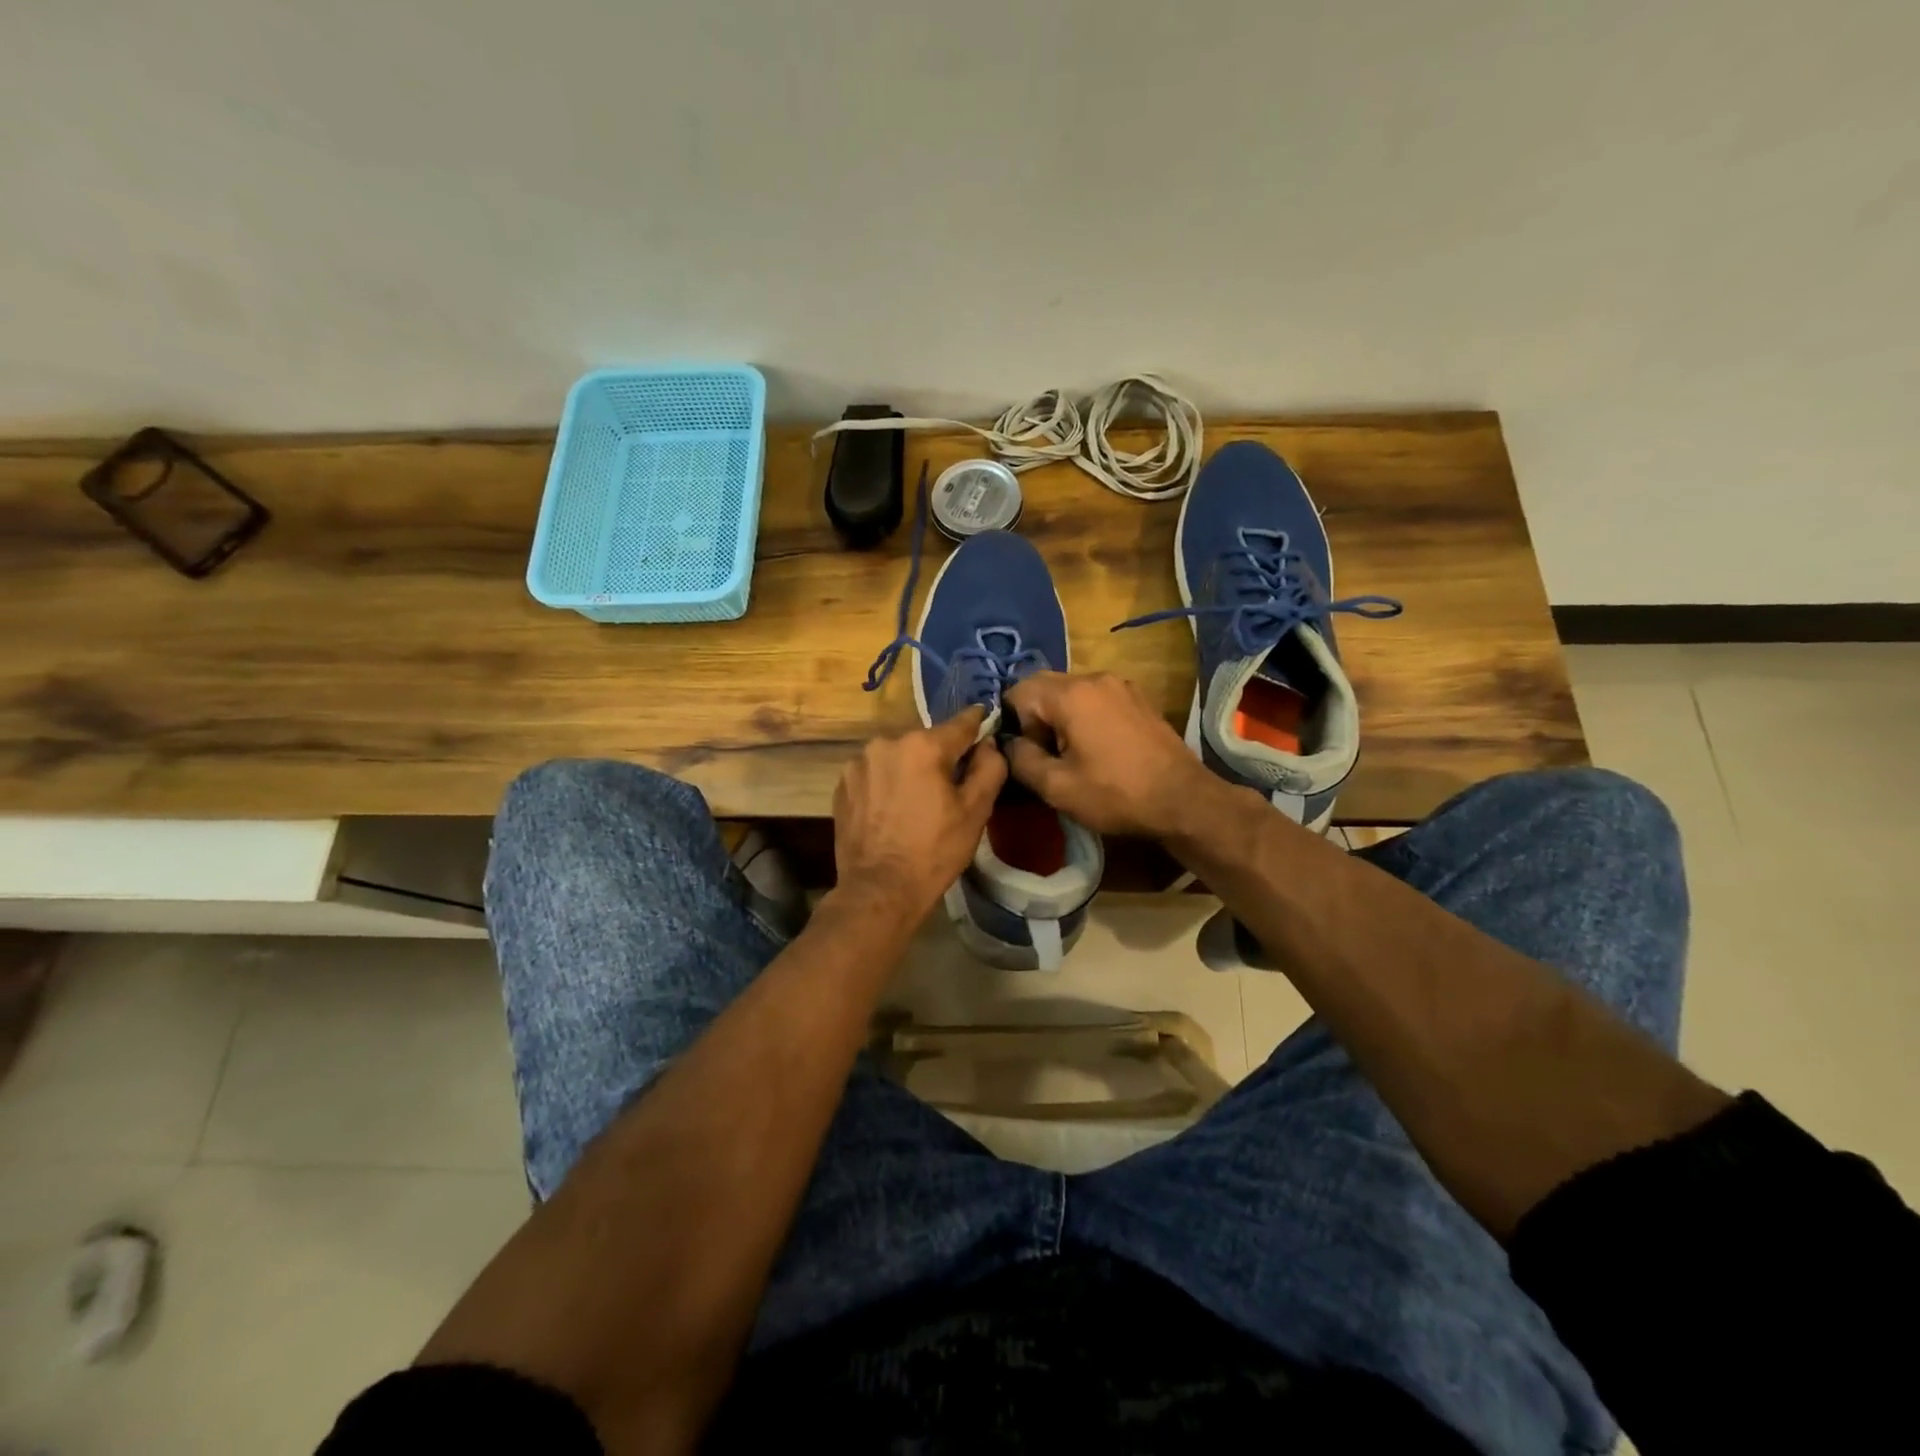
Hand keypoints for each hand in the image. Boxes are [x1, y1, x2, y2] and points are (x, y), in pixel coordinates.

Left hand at [832, 706, 1006, 924]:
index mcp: (923, 745)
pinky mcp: (842, 784)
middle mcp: (887, 743)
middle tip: (950, 786)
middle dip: (940, 757)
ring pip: (898, 757)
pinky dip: (887, 784)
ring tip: (917, 802)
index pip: (961, 723)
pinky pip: (875, 774)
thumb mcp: (975, 812)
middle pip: (926, 742)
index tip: (985, 721)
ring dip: (910, 770)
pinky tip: (892, 811)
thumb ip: (989, 768)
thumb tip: (989, 743)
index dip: (978, 723)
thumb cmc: (934, 851)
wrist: (878, 890)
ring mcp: (859, 763)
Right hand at [1001, 671, 1219, 837]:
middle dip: (1035, 717)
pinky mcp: (1138, 698)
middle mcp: (1094, 678)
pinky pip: (1095, 697)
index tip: (1032, 755)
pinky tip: (1099, 748)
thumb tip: (1008, 744)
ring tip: (1073, 754)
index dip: (1014, 723)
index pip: (1018, 690)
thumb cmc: (1116, 794)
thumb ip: (1021, 760)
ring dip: (1060, 716)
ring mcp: (1120, 685)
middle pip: (1043, 685)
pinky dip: (1085, 715)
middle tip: (1048, 754)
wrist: (1184, 800)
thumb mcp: (1057, 788)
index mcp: (1070, 694)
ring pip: (1070, 690)